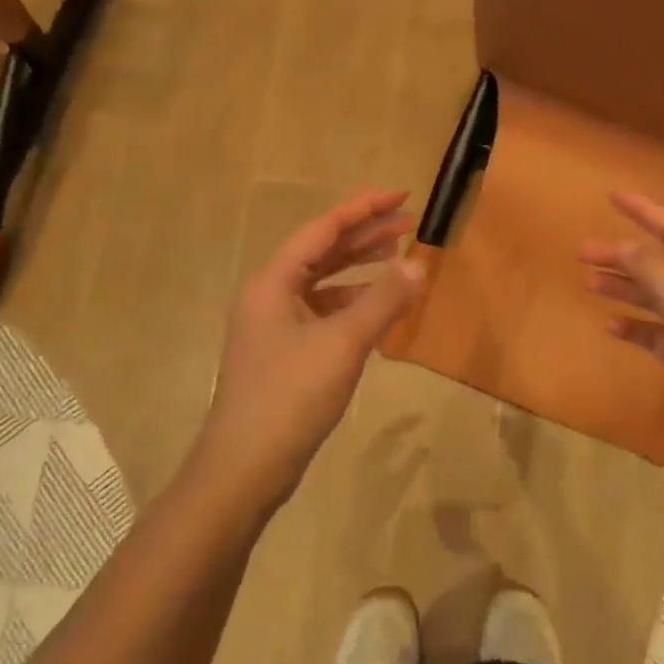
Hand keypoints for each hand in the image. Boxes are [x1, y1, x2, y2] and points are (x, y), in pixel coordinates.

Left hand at [196, 189, 421, 512]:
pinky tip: (379, 308)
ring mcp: (275, 325)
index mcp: (274, 282)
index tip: (401, 196)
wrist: (246, 467)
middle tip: (409, 222)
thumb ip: (383, 300)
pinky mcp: (285, 352)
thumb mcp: (343, 343)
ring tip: (399, 255)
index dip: (363, 209)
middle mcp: (270, 295)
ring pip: (324, 282)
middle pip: (323, 252)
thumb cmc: (291, 396)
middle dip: (366, 235)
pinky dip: (353, 302)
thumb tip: (418, 263)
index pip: (323, 229)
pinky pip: (324, 311)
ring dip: (360, 267)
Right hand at [579, 191, 663, 481]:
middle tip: (582, 251)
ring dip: (624, 287)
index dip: (644, 212)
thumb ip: (656, 272)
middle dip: (623, 255)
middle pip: (660, 263)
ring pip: (655, 295)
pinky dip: (633, 325)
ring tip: (589, 281)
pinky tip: (609, 325)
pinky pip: (655, 331)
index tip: (612, 195)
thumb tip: (624, 246)